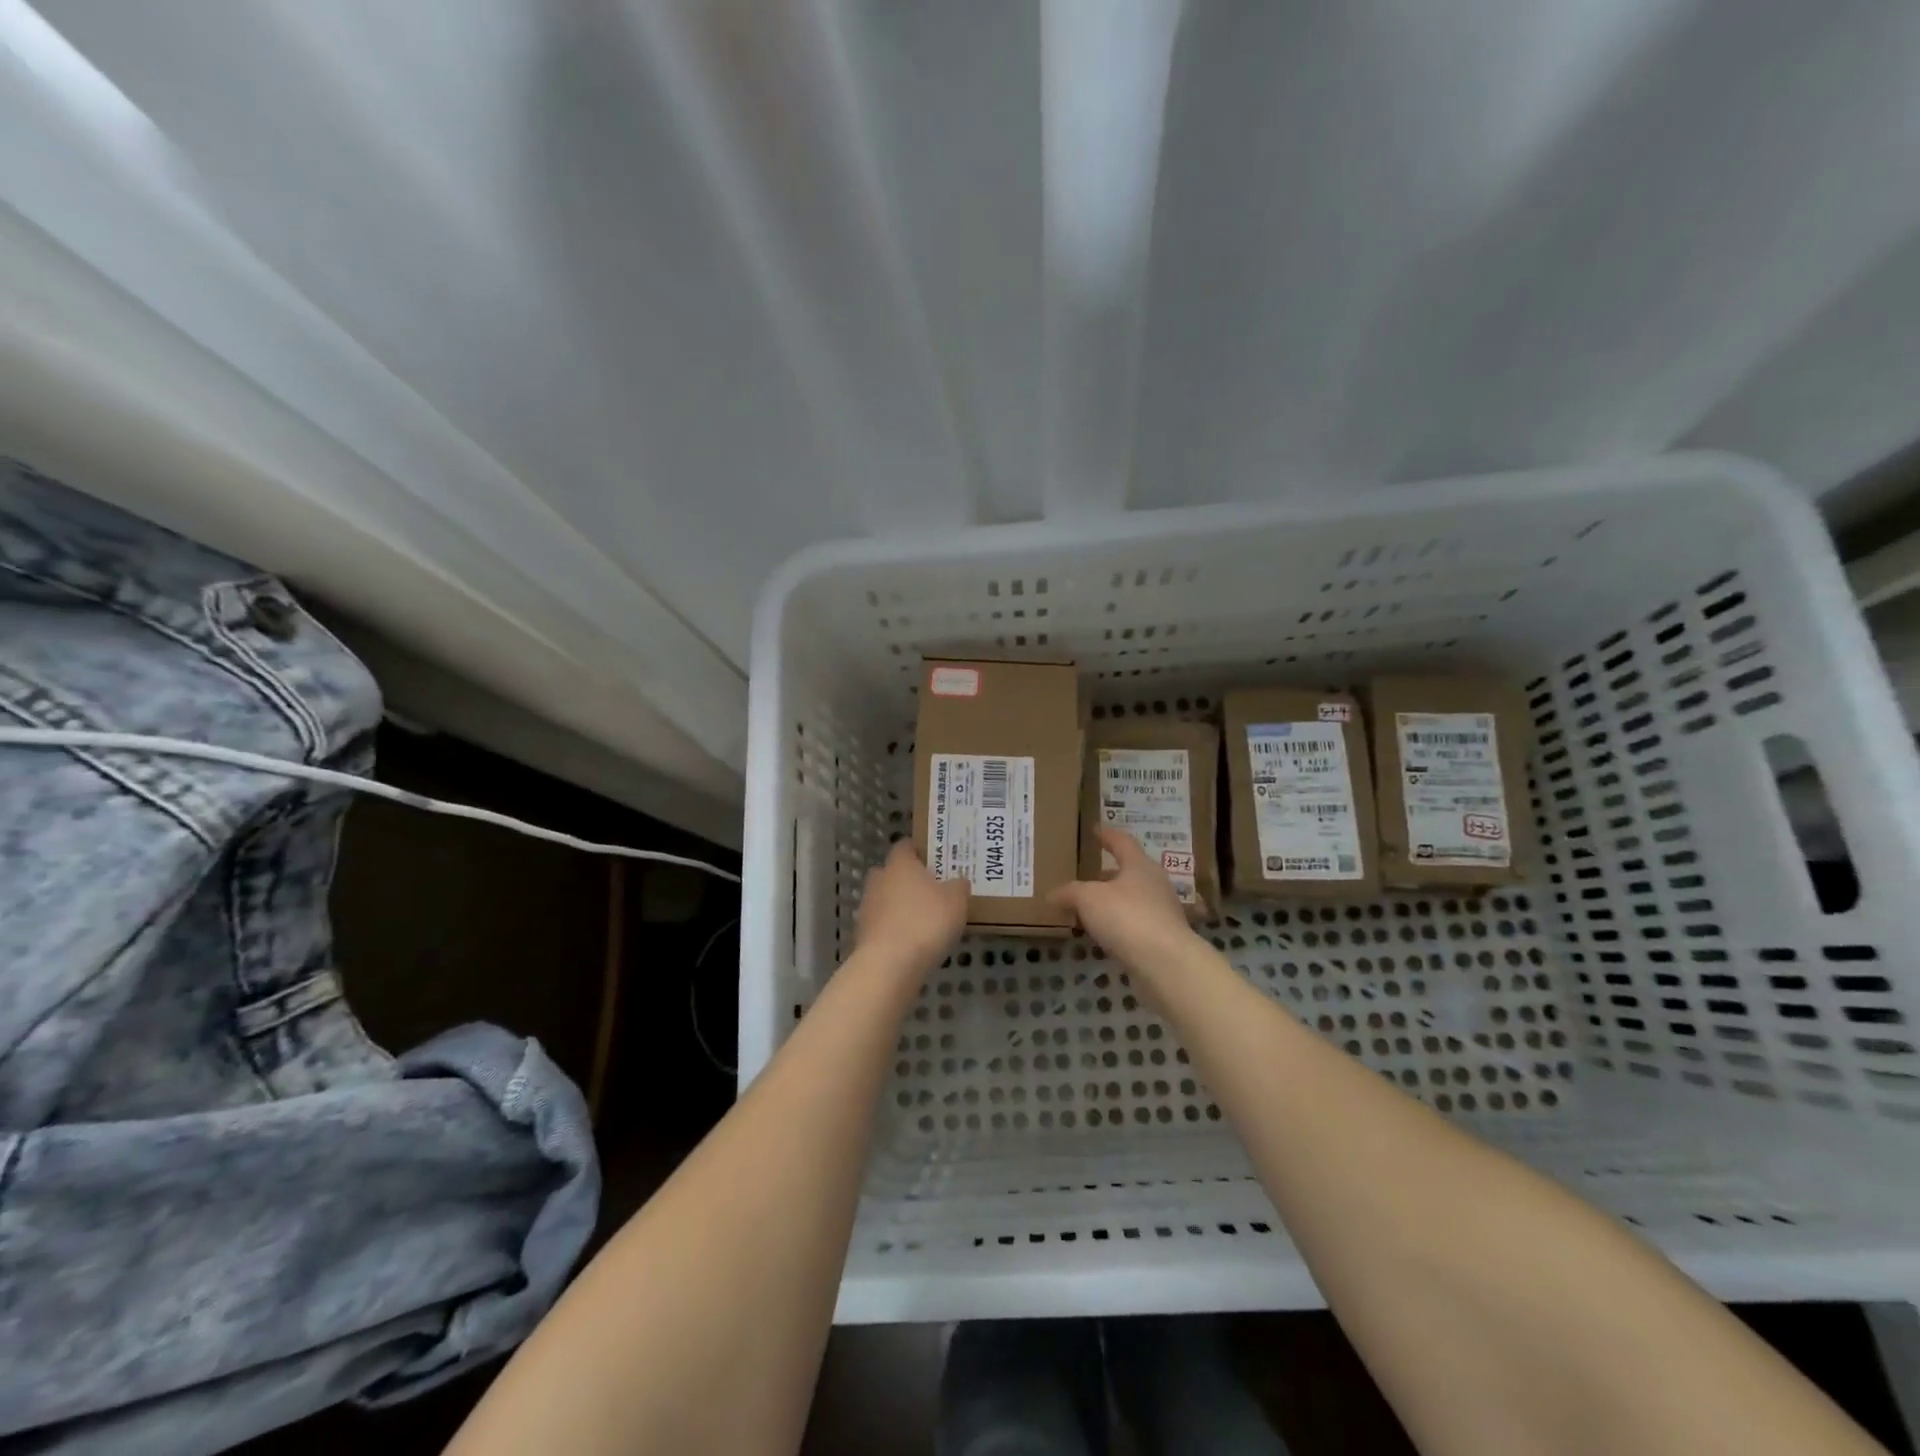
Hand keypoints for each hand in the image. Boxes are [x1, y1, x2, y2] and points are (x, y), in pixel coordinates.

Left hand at [855, 841, 970, 974]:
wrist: (890, 964)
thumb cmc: (926, 921)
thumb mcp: (956, 900)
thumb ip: (958, 886)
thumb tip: (957, 881)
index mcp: (900, 864)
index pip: (905, 846)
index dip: (918, 851)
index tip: (934, 860)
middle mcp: (879, 879)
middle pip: (891, 872)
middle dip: (907, 879)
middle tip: (930, 890)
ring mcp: (867, 906)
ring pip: (885, 898)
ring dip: (899, 906)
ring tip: (922, 920)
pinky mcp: (863, 933)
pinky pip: (882, 924)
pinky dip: (893, 929)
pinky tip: (910, 942)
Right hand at [1051, 827, 1200, 977]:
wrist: (1166, 964)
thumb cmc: (1127, 917)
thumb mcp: (1088, 898)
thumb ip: (1069, 893)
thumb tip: (1051, 894)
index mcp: (1140, 865)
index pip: (1122, 842)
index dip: (1106, 835)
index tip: (1094, 829)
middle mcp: (1155, 884)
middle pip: (1129, 872)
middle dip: (1107, 874)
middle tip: (1086, 876)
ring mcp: (1161, 913)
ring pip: (1131, 900)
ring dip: (1110, 902)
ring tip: (1087, 909)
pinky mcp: (1161, 939)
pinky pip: (1133, 924)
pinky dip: (1116, 925)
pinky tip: (1100, 935)